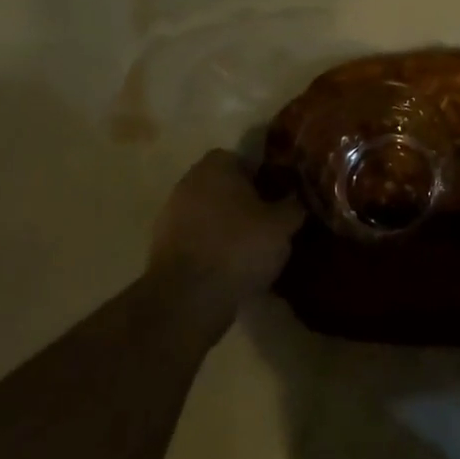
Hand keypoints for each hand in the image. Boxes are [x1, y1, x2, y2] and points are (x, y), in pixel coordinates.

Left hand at [149, 150, 303, 314]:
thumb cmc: (239, 247)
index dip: (262, 176)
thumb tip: (296, 200)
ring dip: (227, 226)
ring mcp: (170, 217)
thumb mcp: (282, 225)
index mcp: (215, 167)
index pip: (242, 159)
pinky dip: (212, 248)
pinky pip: (197, 240)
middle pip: (223, 186)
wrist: (188, 298)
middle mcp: (188, 184)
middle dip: (244, 201)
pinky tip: (232, 267)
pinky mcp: (162, 250)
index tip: (278, 195)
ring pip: (209, 214)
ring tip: (253, 248)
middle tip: (269, 221)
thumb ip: (293, 206)